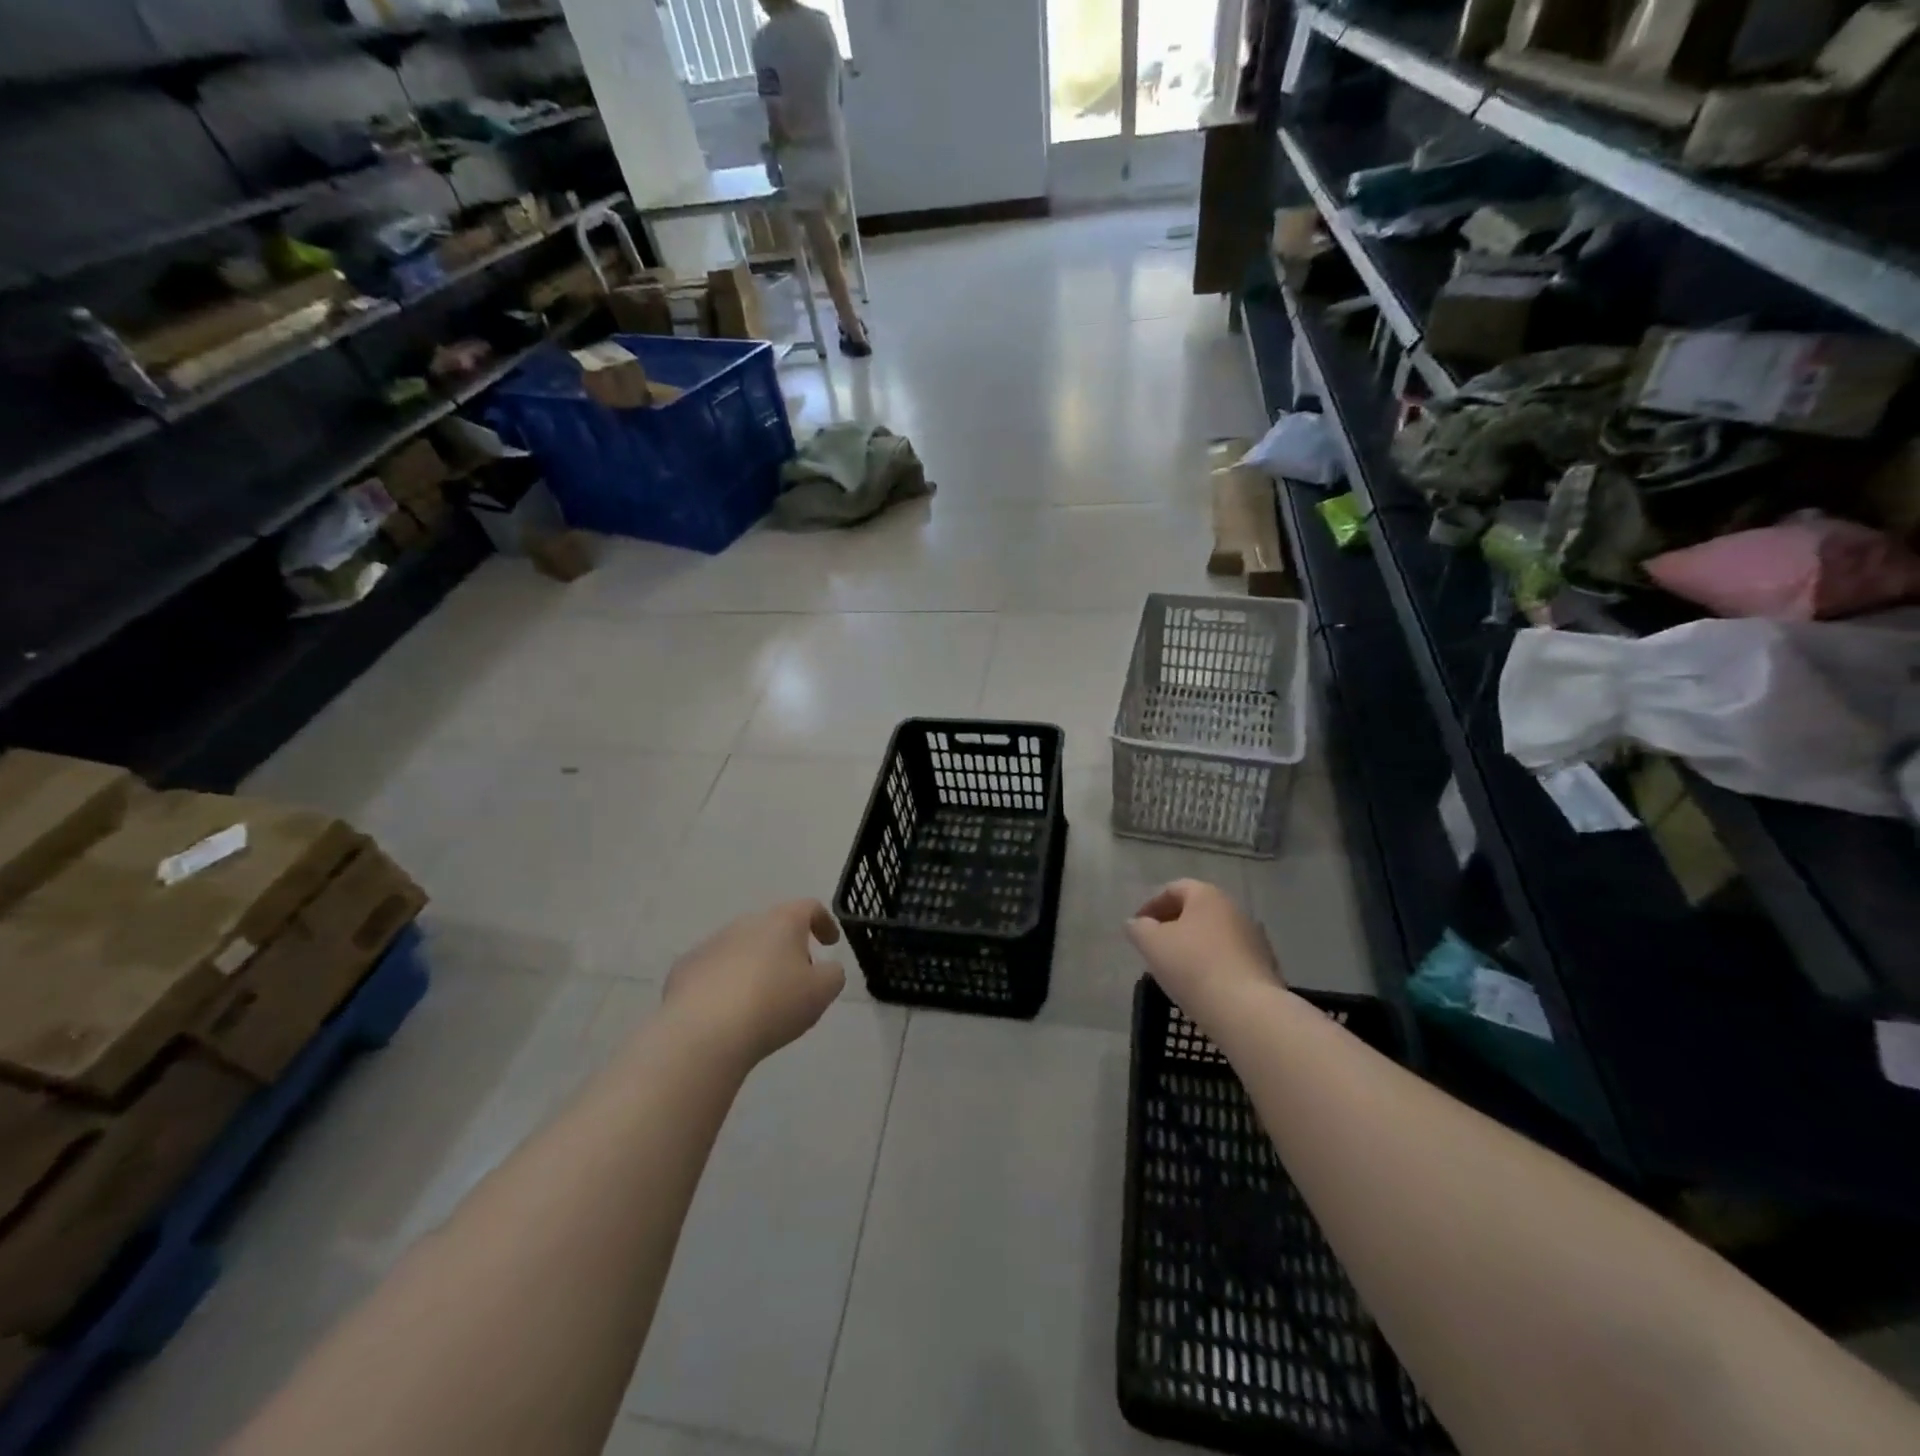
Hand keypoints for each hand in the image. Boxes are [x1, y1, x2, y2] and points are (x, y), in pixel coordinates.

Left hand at [662, 901, 846, 1064]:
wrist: (703, 1033)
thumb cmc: (773, 1005)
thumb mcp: (821, 992)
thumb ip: (832, 974)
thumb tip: (825, 968)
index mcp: (782, 922)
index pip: (809, 907)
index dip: (824, 922)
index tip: (830, 942)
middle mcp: (746, 923)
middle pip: (773, 927)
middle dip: (787, 948)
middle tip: (796, 979)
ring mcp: (711, 944)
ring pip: (742, 948)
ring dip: (755, 965)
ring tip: (760, 1001)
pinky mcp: (685, 968)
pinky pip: (714, 970)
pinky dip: (725, 983)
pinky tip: (727, 1011)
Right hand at [1126, 879, 1282, 1028]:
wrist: (1247, 1011)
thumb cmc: (1193, 967)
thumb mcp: (1152, 944)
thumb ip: (1138, 928)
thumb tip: (1136, 923)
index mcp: (1207, 896)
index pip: (1174, 889)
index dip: (1151, 905)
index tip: (1137, 927)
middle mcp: (1234, 909)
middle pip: (1196, 910)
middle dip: (1172, 925)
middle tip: (1154, 946)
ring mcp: (1254, 937)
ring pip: (1214, 935)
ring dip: (1193, 945)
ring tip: (1176, 969)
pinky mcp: (1265, 966)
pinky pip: (1230, 957)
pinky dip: (1212, 963)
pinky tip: (1202, 985)